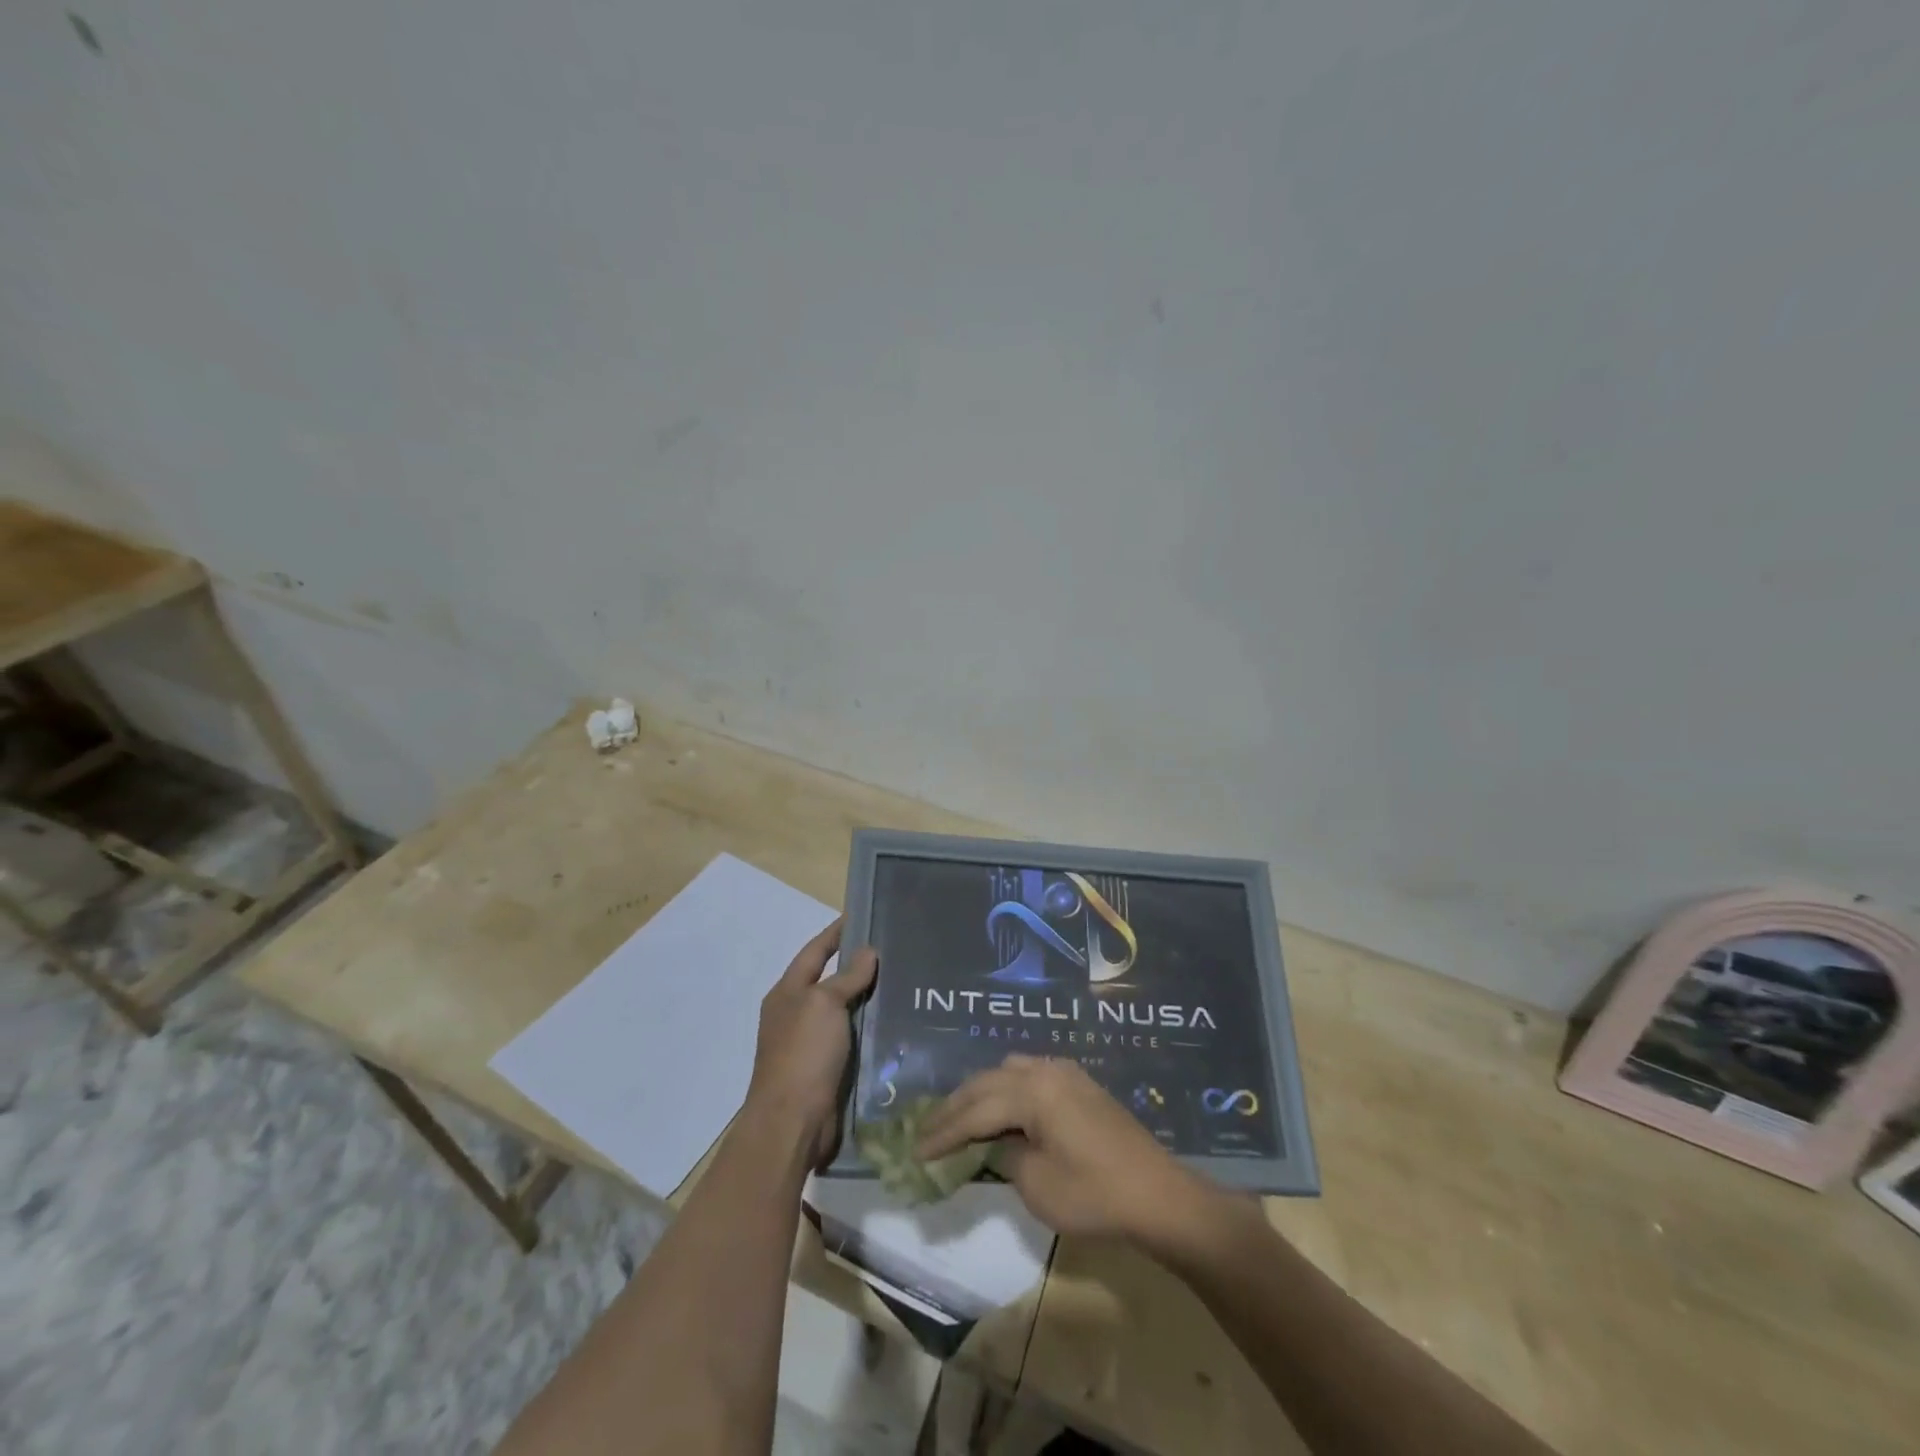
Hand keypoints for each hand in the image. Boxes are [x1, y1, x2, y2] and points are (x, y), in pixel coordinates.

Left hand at [744, 919, 876, 1165]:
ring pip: (844, 1011)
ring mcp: (810, 1044)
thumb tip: (867, 951)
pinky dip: (871, 1030)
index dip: (836, 933)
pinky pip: (852, 1040)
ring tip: (902, 983)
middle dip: (858, 965)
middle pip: (830, 980)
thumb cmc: (803, 1054)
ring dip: (868, 999)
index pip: (815, 951)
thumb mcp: (824, 1004)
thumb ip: (846, 977)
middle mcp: (796, 1015)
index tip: (862, 916)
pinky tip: (895, 1025)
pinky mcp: (827, 1070)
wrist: (792, 1123)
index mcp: (788, 993)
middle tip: (894, 950)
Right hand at [917, 1055, 1215, 1242]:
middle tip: (926, 1129)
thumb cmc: (1094, 1195)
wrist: (1157, 1195)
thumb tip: (992, 1145)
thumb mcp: (1037, 1184)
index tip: (915, 1150)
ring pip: (1007, 1072)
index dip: (943, 1131)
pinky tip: (1000, 1109)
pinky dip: (1006, 1091)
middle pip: (986, 1082)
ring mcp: (1065, 1073)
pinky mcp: (1080, 1084)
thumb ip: (1004, 1156)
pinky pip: (1029, 1075)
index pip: (975, 1110)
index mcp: (1032, 1091)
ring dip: (980, 1093)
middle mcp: (1045, 1070)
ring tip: (959, 1118)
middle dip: (954, 1107)